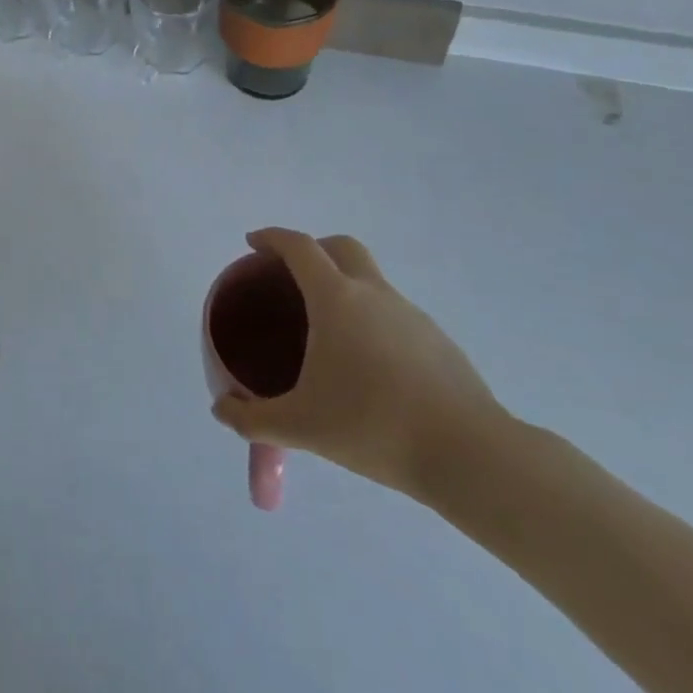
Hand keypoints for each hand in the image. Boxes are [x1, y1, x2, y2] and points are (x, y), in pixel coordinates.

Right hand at [211, 228, 503, 501]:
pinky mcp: (438, 341)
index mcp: (336, 299)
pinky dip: (371, 319)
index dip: (272, 237)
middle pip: (341, 247)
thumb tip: (221, 410)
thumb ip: (253, 419)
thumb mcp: (301, 426)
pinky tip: (367, 365)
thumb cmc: (373, 426)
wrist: (471, 455)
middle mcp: (374, 294)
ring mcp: (412, 315)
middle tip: (290, 275)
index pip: (299, 247)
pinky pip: (393, 313)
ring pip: (371, 280)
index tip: (253, 243)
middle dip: (312, 249)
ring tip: (326, 330)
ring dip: (344, 286)